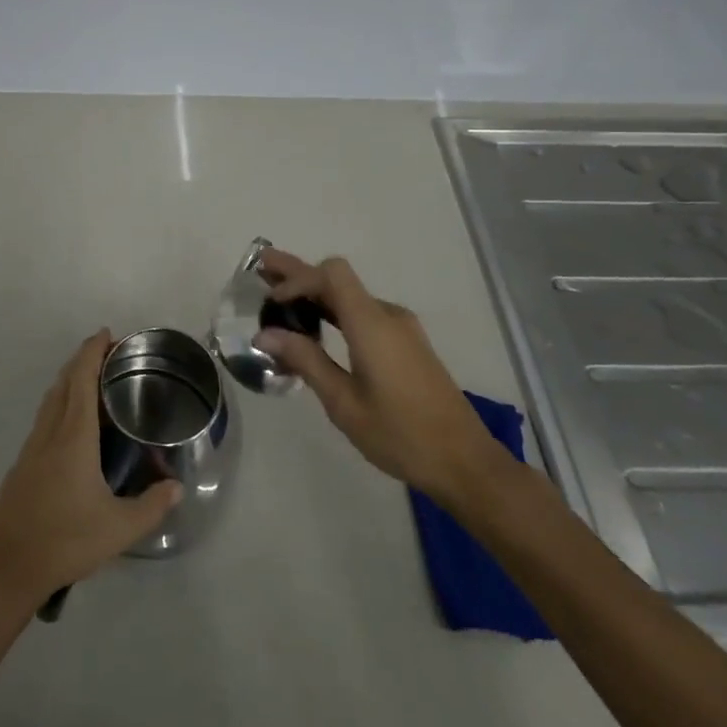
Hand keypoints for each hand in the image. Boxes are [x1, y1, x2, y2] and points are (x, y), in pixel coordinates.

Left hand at [0, 330, 183, 610]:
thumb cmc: (66, 541)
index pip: (81, 381)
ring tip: (92, 383)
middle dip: (81, 361)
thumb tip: (177, 486)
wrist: (8, 568)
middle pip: (63, 384)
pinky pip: (43, 421)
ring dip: (68, 382)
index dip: (91, 352)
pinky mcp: (21, 466)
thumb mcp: (119, 529)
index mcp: (73, 438)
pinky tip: (72, 427)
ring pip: (49, 402)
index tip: (106, 334)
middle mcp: (49, 434)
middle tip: (106, 353)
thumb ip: (152, 505)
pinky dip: (59, 406)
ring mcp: (30, 449)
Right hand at [254, 250, 511, 508]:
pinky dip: (334, 311)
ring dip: (315, 293)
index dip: (297, 278)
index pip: (331, 274)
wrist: (465, 462)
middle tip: (262, 265)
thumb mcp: (344, 403)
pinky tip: (315, 326)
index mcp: (372, 324)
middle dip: (299, 273)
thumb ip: (306, 361)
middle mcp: (387, 315)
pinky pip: (363, 314)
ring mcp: (401, 328)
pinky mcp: (407, 344)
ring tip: (278, 295)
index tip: (271, 300)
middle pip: (338, 279)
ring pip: (350, 296)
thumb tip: (266, 334)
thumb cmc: (400, 435)